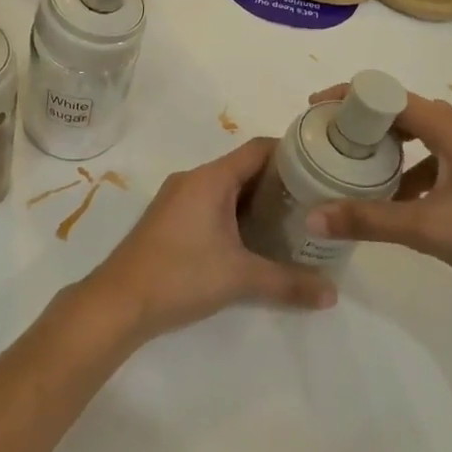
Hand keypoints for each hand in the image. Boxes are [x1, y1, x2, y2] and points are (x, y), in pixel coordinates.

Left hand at [81, 137, 336, 343]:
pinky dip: (236, 215)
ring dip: (258, 202)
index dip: (292, 154)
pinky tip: (256, 240)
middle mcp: (193, 180)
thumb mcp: (240, 278)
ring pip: (227, 189)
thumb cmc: (180, 276)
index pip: (259, 149)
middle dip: (280, 183)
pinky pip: (211, 205)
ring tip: (294, 222)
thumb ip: (289, 282)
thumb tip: (332, 294)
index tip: (323, 168)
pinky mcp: (169, 220)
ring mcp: (177, 199)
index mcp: (210, 178)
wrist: (118, 302)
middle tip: (316, 202)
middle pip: (244, 168)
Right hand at [303, 85, 451, 322]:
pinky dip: (420, 167)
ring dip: (395, 149)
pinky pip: (448, 154)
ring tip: (363, 172)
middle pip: (409, 112)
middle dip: (369, 125)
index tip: (317, 110)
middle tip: (335, 144)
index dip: (350, 99)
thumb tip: (312, 217)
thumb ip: (366, 220)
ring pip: (429, 135)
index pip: (391, 97)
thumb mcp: (428, 229)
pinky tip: (407, 199)